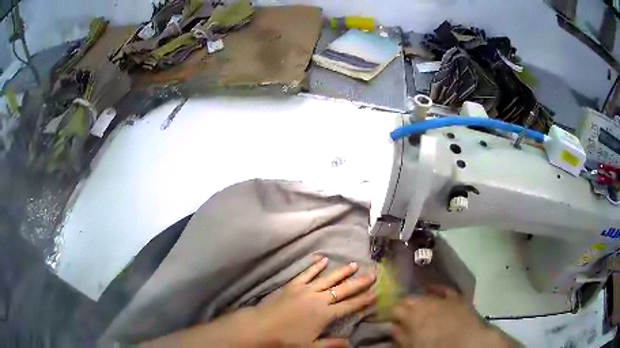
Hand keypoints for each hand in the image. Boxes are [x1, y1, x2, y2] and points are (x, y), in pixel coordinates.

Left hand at [252, 257, 375, 346]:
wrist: (261, 327)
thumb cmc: (286, 339)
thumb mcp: (310, 346)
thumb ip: (331, 344)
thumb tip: (350, 343)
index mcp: (325, 314)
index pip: (349, 306)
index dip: (364, 299)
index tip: (376, 292)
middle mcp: (318, 299)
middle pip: (343, 289)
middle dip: (359, 282)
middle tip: (373, 273)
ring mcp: (305, 290)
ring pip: (328, 278)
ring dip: (342, 272)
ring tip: (354, 264)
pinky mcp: (292, 285)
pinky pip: (306, 273)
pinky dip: (315, 266)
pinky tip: (323, 260)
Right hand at [392, 286, 514, 347]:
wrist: (466, 343)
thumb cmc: (435, 347)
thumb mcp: (412, 345)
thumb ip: (401, 335)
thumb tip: (394, 326)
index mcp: (412, 315)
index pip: (396, 308)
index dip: (392, 313)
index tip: (391, 318)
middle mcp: (426, 302)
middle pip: (410, 298)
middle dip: (405, 304)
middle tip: (403, 313)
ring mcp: (442, 298)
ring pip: (425, 293)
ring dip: (419, 298)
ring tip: (417, 304)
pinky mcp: (457, 297)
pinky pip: (444, 289)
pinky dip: (437, 289)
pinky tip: (432, 288)